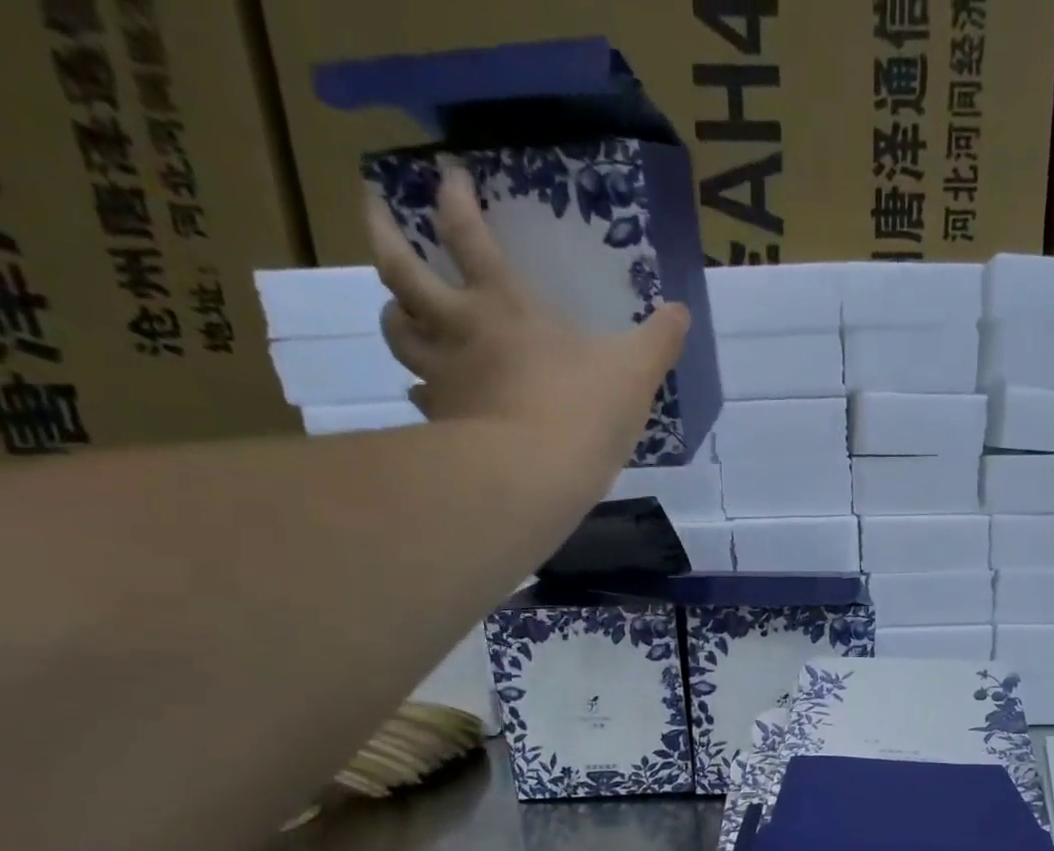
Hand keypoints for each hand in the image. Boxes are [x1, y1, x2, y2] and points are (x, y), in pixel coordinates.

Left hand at [365, 162, 687, 490]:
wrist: (535, 475)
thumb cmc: (583, 410)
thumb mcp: (635, 371)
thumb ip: (658, 341)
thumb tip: (682, 312)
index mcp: (505, 307)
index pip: (468, 236)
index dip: (455, 198)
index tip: (446, 172)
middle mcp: (461, 331)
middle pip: (402, 271)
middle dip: (382, 231)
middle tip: (371, 206)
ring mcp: (445, 378)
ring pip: (398, 333)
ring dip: (393, 314)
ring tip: (396, 309)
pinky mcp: (443, 425)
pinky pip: (421, 399)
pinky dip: (421, 393)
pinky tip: (428, 396)